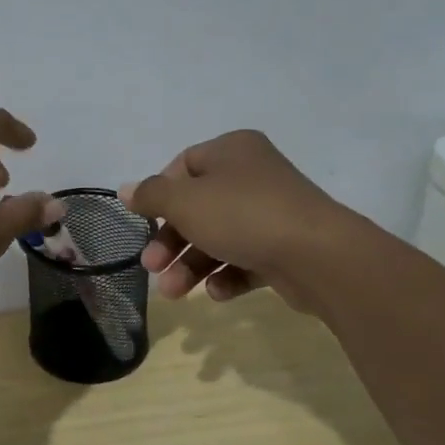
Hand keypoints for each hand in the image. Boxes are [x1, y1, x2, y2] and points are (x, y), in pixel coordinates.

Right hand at [120, 130, 349, 313]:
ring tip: (175, 293)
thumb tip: (126, 189)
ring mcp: (272, 212)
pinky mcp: (286, 247)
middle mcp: (253, 175)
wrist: (318, 255)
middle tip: (153, 268)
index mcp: (232, 151)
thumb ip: (151, 195)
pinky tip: (216, 292)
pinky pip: (246, 258)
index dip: (160, 195)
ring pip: (219, 237)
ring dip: (192, 265)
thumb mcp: (185, 201)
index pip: (184, 166)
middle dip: (171, 242)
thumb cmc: (242, 215)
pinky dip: (227, 275)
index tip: (145, 222)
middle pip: (198, 207)